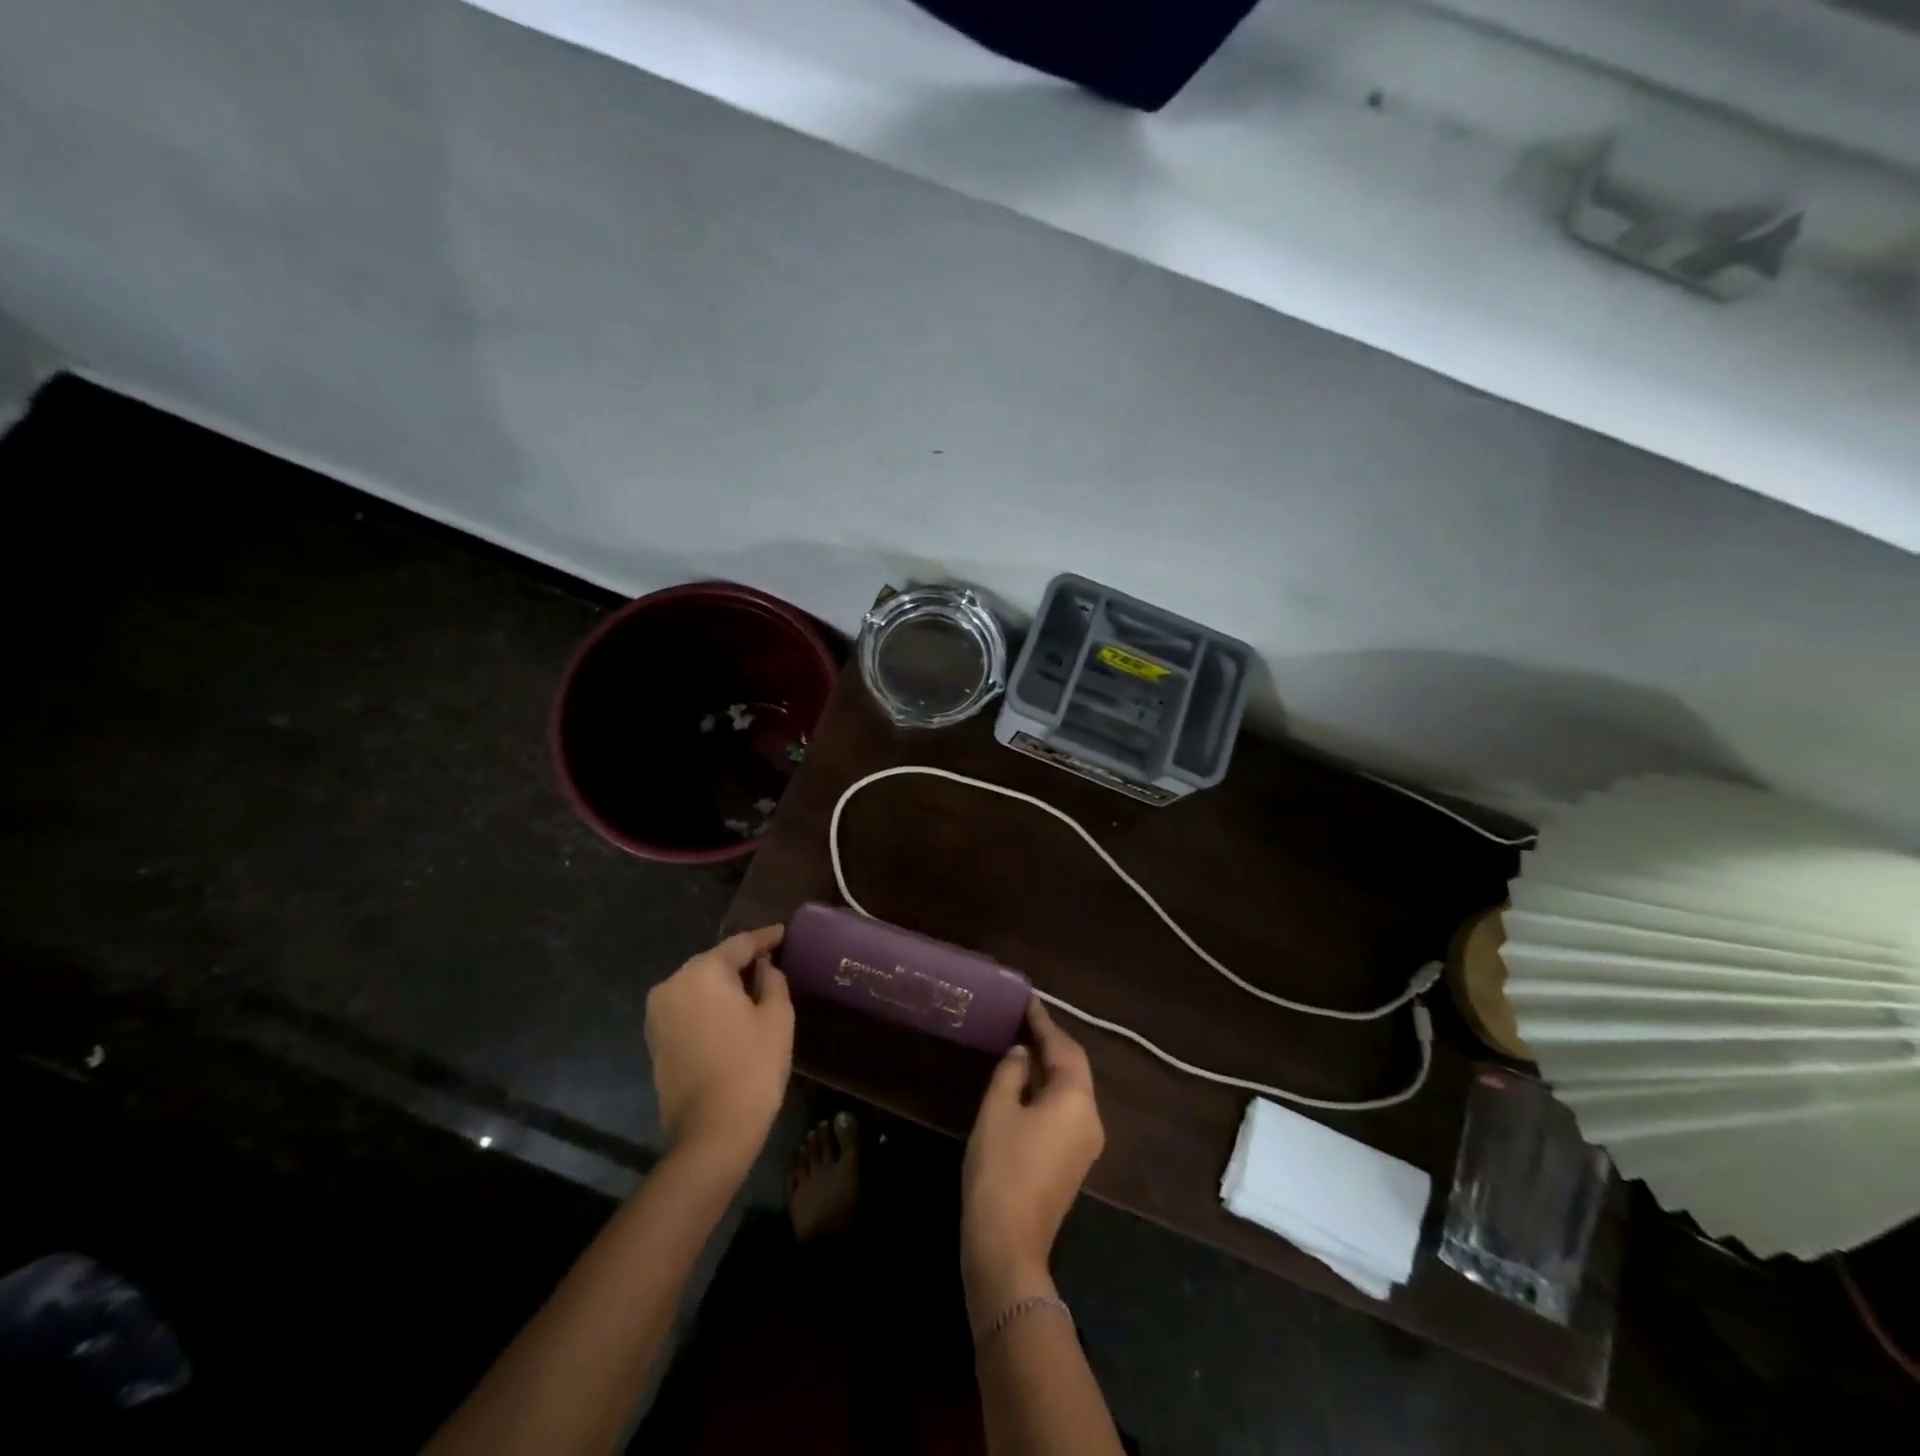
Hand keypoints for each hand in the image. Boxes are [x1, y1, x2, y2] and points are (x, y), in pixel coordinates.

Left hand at [645, 925, 792, 1176]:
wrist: (711, 1132)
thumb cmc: (751, 1066)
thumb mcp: (777, 1017)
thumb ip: (772, 981)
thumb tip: (764, 967)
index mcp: (703, 972)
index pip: (740, 944)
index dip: (766, 938)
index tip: (783, 933)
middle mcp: (673, 984)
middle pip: (714, 962)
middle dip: (742, 961)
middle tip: (771, 960)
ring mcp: (658, 1014)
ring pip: (698, 985)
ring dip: (723, 984)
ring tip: (753, 986)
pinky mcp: (655, 1039)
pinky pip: (688, 1007)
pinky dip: (709, 1004)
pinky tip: (730, 1011)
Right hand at [961, 999, 1104, 1318]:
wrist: (1007, 1244)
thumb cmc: (1001, 1168)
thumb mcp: (998, 1109)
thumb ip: (1010, 1071)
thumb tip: (1020, 1052)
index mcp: (1076, 1099)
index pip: (1063, 1047)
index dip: (1043, 1021)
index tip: (1028, 999)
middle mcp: (1091, 1117)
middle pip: (1074, 1067)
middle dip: (1050, 1042)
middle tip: (1024, 1019)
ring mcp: (1085, 1143)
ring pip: (1071, 1090)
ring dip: (1049, 1066)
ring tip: (1021, 1043)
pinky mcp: (1074, 1162)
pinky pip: (1066, 1110)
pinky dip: (1048, 1090)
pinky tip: (1024, 1083)